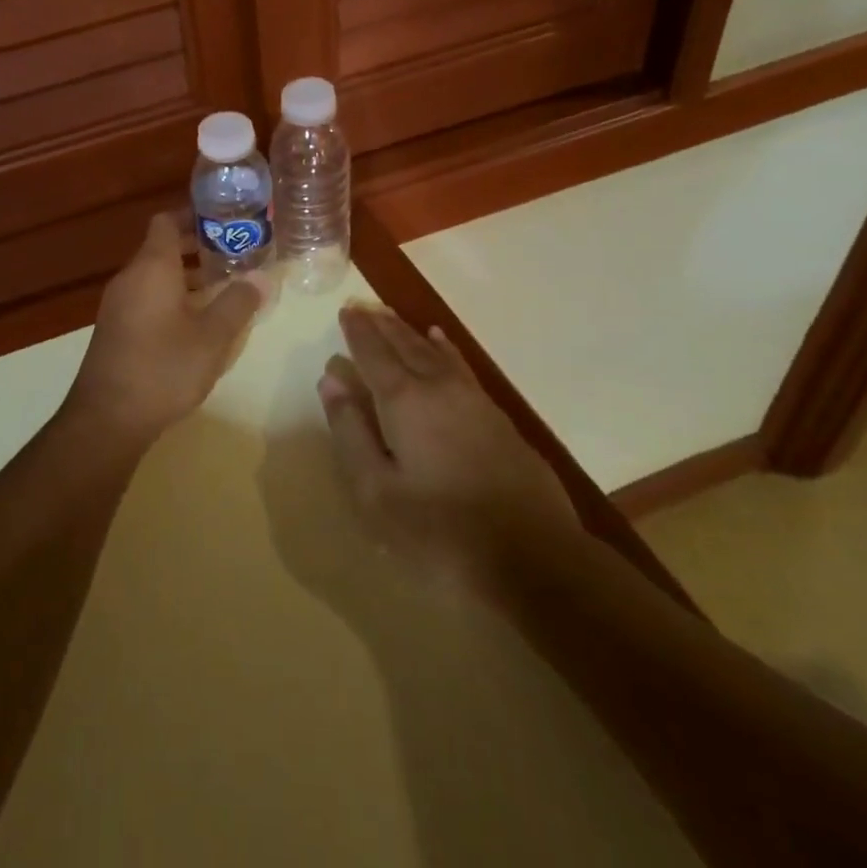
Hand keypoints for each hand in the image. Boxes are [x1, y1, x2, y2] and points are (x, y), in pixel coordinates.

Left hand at [67, 213, 267, 443]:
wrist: (107, 418)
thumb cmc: (163, 368)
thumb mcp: (212, 337)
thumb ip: (238, 303)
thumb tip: (261, 277)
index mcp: (151, 267)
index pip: (166, 221)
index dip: (194, 215)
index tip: (224, 221)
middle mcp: (130, 277)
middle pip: (162, 247)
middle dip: (197, 247)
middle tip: (235, 253)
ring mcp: (118, 304)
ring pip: (155, 275)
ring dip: (186, 276)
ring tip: (223, 287)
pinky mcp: (116, 329)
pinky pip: (146, 297)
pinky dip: (171, 297)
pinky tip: (196, 321)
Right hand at [317, 304, 578, 591]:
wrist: (536, 560)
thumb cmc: (440, 531)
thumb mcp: (376, 491)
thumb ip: (350, 431)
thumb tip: (331, 380)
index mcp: (404, 400)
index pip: (373, 353)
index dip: (357, 332)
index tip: (345, 311)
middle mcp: (438, 387)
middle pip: (404, 344)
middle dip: (381, 325)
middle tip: (363, 307)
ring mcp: (474, 400)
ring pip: (434, 351)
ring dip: (409, 331)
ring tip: (392, 316)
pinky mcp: (499, 419)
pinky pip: (461, 365)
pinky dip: (444, 348)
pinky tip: (442, 342)